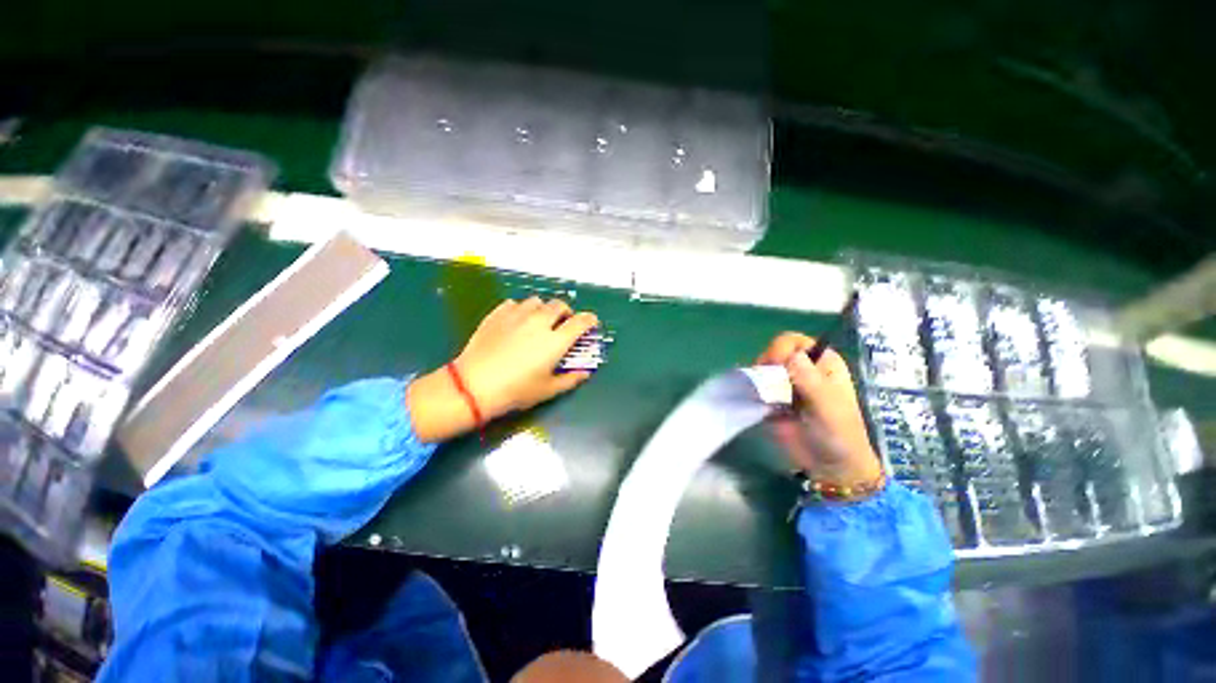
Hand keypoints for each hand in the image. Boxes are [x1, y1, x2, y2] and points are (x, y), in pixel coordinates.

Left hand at [408, 297, 599, 442]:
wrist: (473, 385)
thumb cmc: (515, 390)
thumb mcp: (547, 389)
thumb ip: (570, 379)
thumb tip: (585, 373)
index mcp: (555, 341)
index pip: (580, 322)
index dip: (589, 320)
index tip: (591, 322)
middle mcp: (539, 322)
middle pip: (559, 305)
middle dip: (566, 312)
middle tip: (564, 323)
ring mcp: (516, 315)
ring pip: (537, 301)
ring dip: (543, 309)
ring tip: (539, 321)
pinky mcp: (497, 315)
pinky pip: (514, 304)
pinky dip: (521, 310)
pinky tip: (516, 322)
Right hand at [756, 332, 881, 487]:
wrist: (829, 466)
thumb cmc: (838, 433)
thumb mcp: (828, 405)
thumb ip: (808, 379)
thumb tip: (789, 355)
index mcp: (822, 362)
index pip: (792, 341)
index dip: (781, 350)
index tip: (777, 367)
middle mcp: (802, 369)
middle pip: (773, 353)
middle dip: (767, 366)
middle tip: (770, 385)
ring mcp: (785, 384)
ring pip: (762, 369)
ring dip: (759, 381)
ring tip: (768, 399)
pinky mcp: (771, 399)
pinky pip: (756, 387)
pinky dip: (754, 392)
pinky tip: (761, 405)